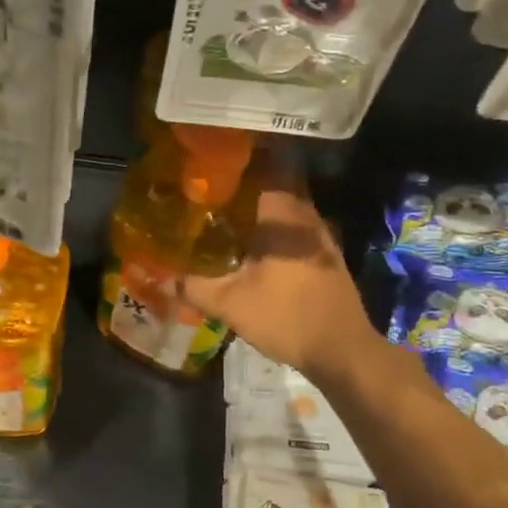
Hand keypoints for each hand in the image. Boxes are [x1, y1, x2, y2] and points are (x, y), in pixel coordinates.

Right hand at [182, 176, 372, 377]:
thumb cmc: (286, 317)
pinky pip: (298, 230)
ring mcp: (322, 238)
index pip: (269, 166)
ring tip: (231, 214)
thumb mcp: (230, 304)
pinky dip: (277, 230)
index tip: (220, 156)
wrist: (342, 350)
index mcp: (283, 216)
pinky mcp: (328, 258)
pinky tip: (256, 247)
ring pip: (289, 209)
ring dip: (264, 208)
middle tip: (216, 187)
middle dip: (250, 182)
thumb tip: (165, 277)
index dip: (246, 157)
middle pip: (279, 185)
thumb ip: (194, 287)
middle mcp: (307, 218)